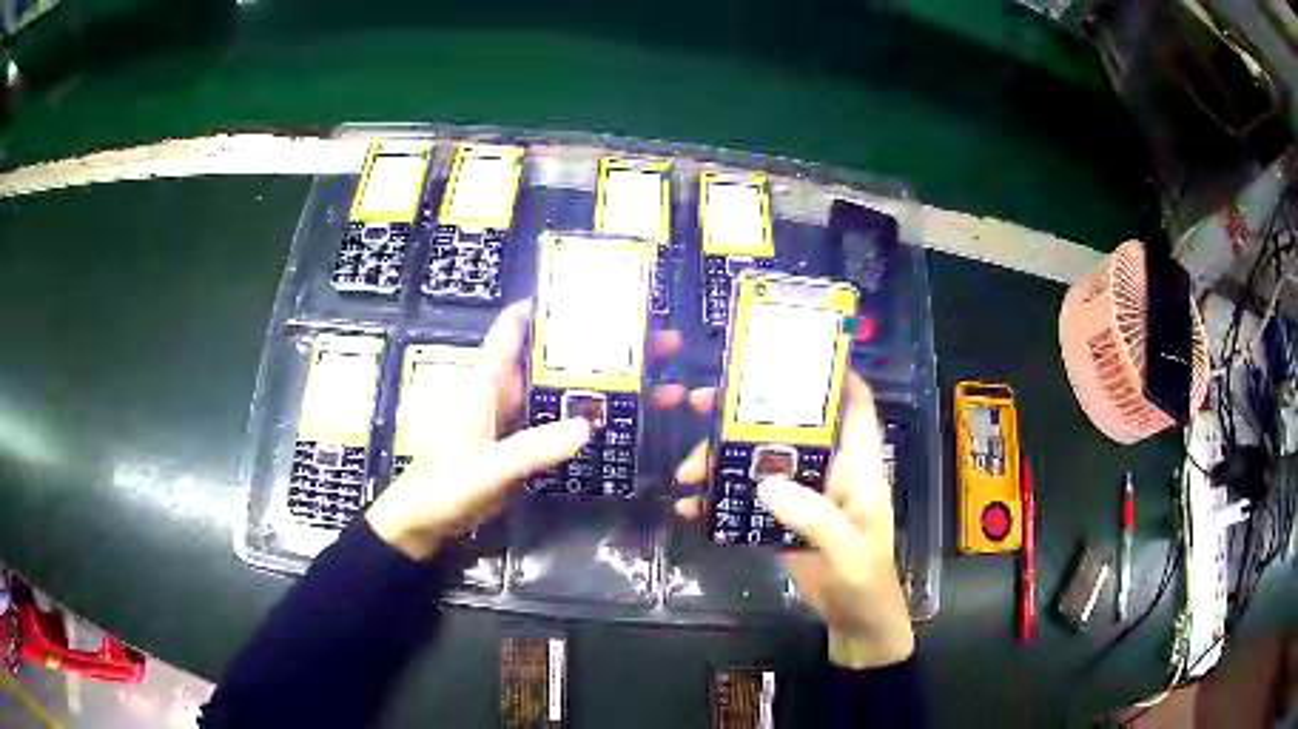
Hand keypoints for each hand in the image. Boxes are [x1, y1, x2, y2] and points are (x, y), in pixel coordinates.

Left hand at [366, 301, 685, 560]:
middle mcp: (504, 393)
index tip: (591, 293)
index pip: (513, 330)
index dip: (545, 306)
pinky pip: (561, 426)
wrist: (425, 522)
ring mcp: (516, 421)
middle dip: (598, 349)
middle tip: (654, 342)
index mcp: (486, 384)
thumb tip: (588, 426)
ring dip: (602, 387)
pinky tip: (623, 422)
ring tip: (657, 384)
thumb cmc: (445, 485)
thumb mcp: (488, 467)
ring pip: (563, 393)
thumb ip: (532, 448)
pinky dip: (590, 421)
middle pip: (554, 360)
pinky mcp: (524, 447)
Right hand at [674, 374, 914, 668]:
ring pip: (760, 459)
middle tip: (700, 402)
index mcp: (858, 467)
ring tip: (685, 472)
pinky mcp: (782, 518)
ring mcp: (803, 494)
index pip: (854, 406)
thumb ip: (814, 517)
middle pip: (789, 425)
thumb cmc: (865, 580)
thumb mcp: (848, 550)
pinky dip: (719, 499)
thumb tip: (765, 483)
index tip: (788, 351)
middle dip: (747, 412)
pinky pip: (747, 498)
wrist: (853, 621)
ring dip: (721, 459)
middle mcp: (830, 470)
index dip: (832, 374)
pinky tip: (691, 508)